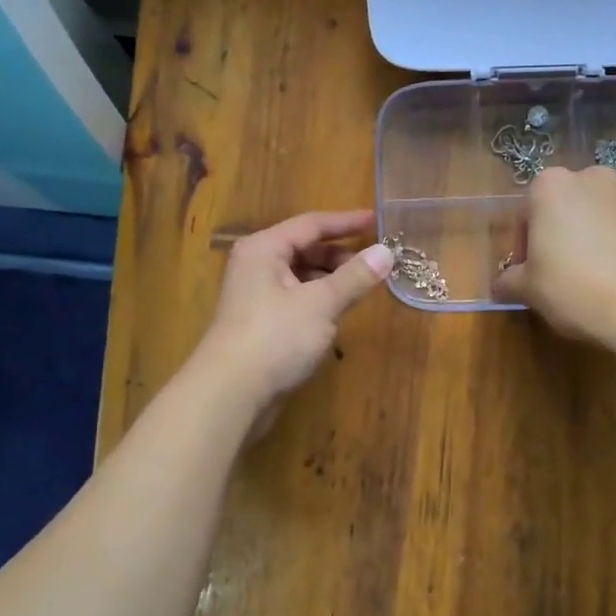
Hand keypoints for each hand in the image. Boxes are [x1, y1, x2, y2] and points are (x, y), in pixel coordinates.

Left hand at [198, 209, 393, 408]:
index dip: (347, 222)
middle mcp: (256, 265)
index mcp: (264, 248)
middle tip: (376, 262)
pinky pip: (296, 298)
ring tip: (363, 287)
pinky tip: (338, 312)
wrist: (230, 394)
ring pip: (301, 275)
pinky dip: (319, 299)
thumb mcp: (321, 304)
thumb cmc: (275, 337)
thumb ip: (354, 277)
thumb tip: (386, 252)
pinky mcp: (261, 322)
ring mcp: (256, 295)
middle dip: (341, 254)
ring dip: (331, 279)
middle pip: (305, 248)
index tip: (379, 221)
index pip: (312, 224)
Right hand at [493, 166, 615, 343]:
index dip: (526, 243)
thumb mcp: (529, 291)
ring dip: (606, 229)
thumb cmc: (576, 291)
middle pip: (572, 204)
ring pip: (611, 208)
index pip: (528, 212)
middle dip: (569, 229)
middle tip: (570, 270)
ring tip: (610, 270)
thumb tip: (503, 283)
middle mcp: (595, 176)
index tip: (534, 271)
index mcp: (552, 186)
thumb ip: (509, 280)